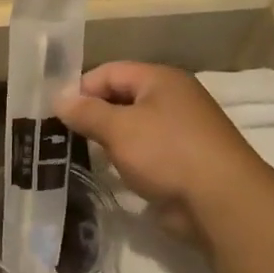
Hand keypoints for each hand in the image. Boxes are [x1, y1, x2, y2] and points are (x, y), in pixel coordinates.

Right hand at [56, 63, 258, 235]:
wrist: (219, 201)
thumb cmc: (167, 153)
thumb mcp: (119, 128)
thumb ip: (86, 112)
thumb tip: (59, 99)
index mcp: (160, 79)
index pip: (109, 72)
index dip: (79, 88)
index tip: (53, 114)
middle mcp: (171, 99)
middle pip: (120, 97)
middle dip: (91, 114)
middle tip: (59, 135)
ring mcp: (178, 130)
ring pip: (131, 126)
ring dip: (106, 139)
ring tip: (75, 154)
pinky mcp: (180, 160)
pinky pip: (143, 151)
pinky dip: (124, 158)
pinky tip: (107, 171)